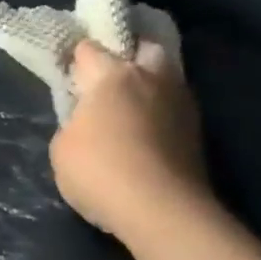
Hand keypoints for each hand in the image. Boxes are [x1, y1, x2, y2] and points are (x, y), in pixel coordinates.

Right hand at [50, 40, 209, 245]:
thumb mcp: (62, 148)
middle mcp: (150, 78)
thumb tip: (86, 122)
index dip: (77, 60)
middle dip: (130, 57)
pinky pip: (175, 108)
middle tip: (112, 81)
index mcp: (112, 75)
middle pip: (144, 48)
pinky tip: (148, 133)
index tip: (70, 76)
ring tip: (133, 109)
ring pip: (166, 77)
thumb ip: (72, 123)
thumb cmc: (100, 171)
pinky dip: (163, 114)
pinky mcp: (198, 131)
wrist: (162, 210)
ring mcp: (180, 103)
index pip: (89, 49)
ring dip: (151, 86)